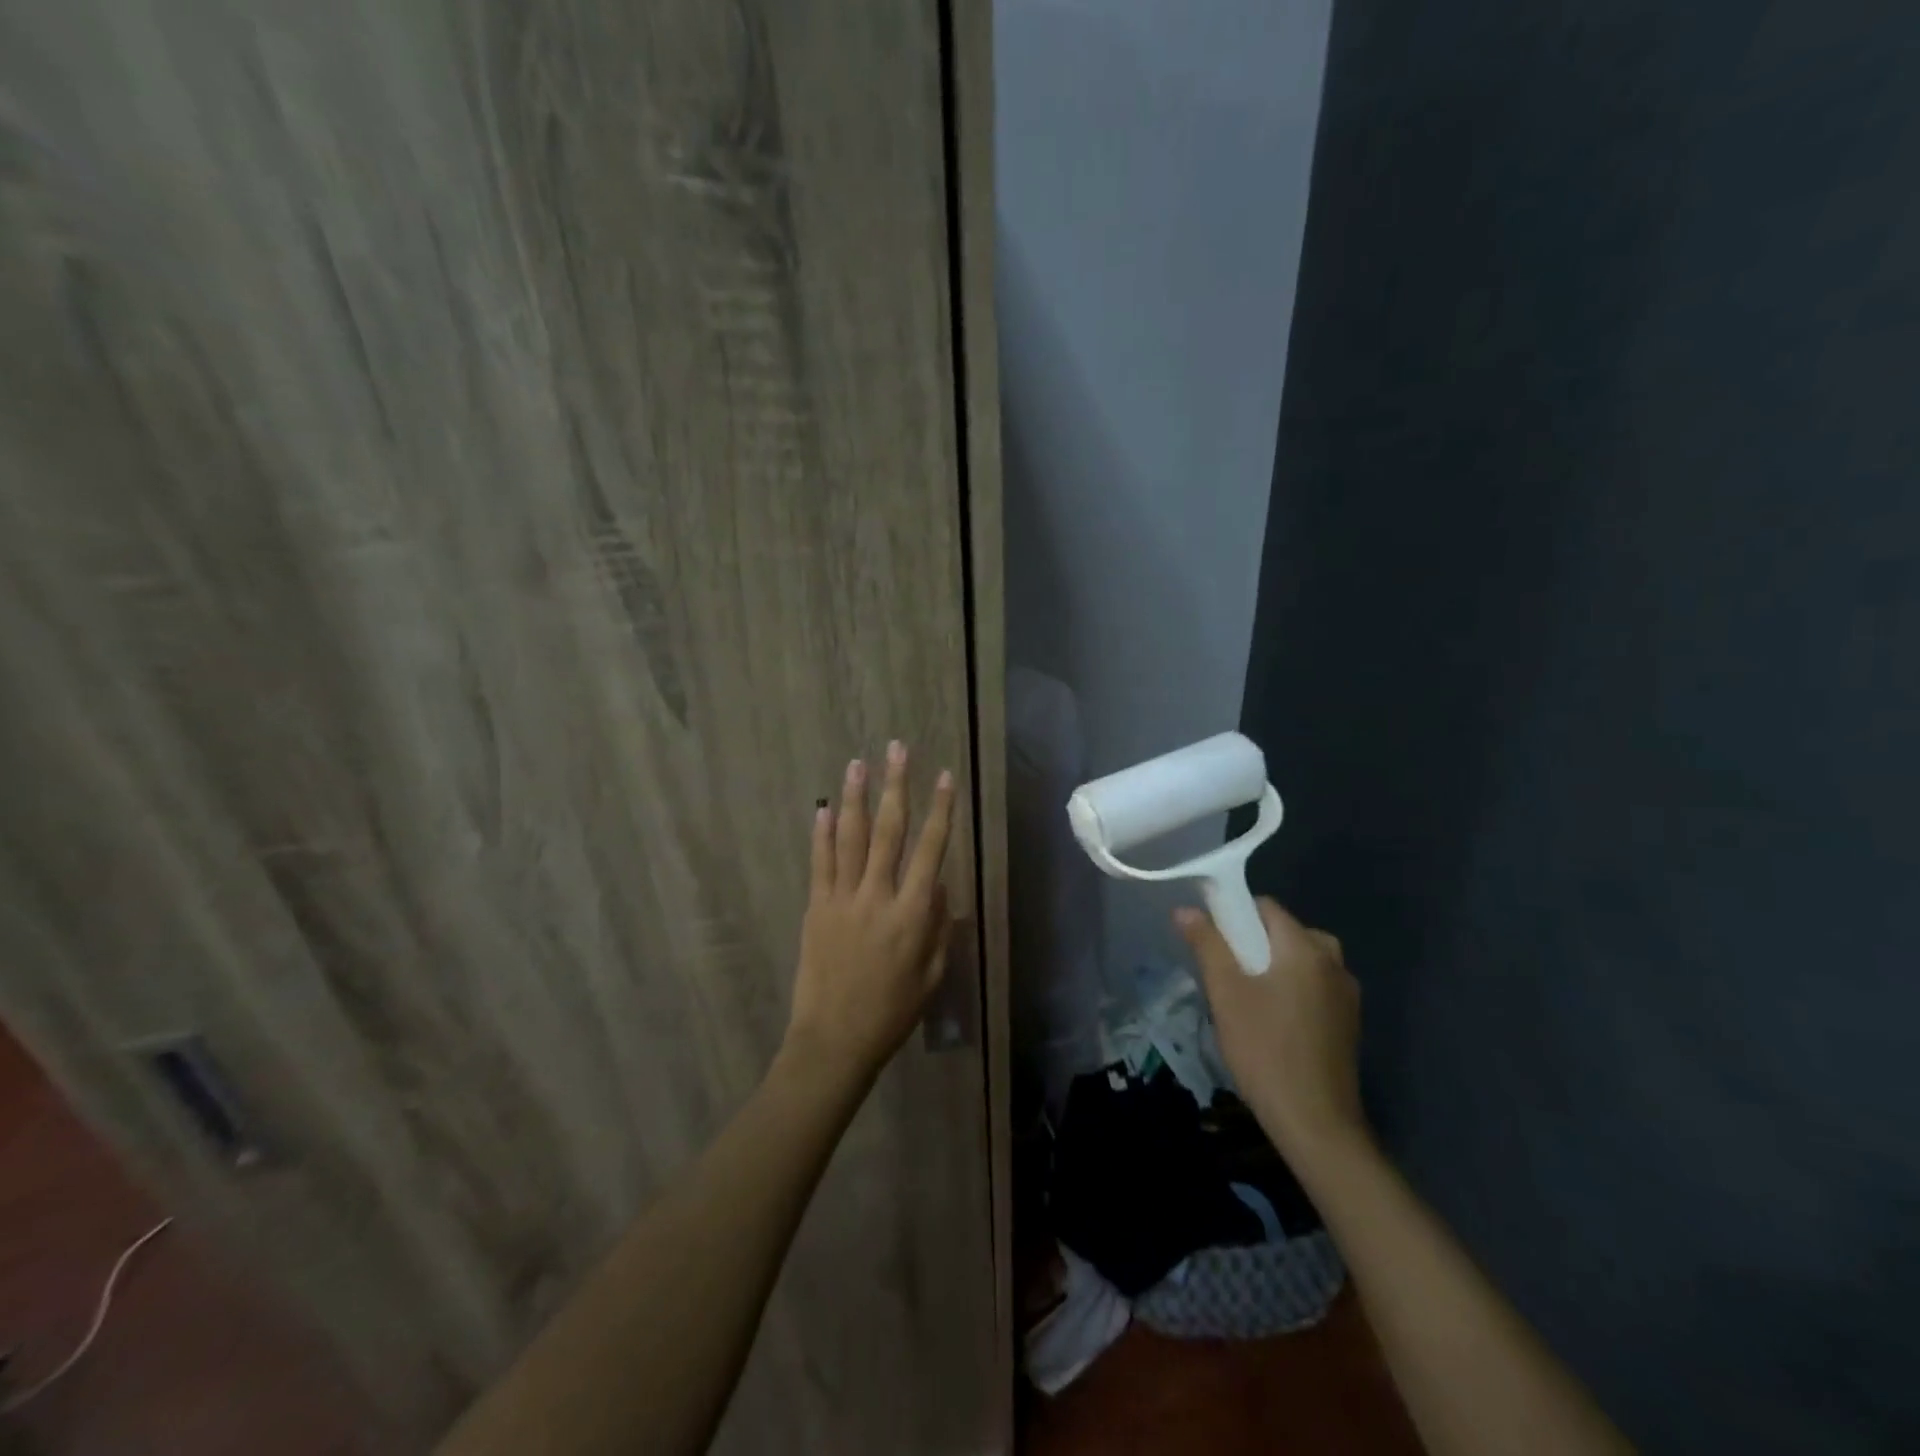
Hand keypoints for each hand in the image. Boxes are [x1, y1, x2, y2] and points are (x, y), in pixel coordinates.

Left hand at [785, 741, 956, 1082]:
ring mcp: (842, 899)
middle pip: (889, 830)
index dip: (940, 810)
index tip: (944, 777)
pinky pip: (820, 863)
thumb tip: (940, 887)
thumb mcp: (932, 976)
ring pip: (851, 838)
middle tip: (897, 749)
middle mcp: (878, 896)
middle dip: (896, 786)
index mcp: (913, 913)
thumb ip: (940, 928)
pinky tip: (823, 808)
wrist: (834, 1040)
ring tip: (857, 763)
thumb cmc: (892, 1012)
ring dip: (855, 797)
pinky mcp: (816, 908)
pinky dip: (821, 834)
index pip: (931, 849)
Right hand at [1175, 897, 1369, 1166]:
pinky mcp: (1348, 1023)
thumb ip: (1207, 945)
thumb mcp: (1226, 993)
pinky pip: (1315, 986)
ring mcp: (1347, 995)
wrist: (1316, 1123)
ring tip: (1245, 998)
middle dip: (1255, 942)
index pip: (1267, 907)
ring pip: (1302, 960)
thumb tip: (1185, 909)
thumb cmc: (1265, 1049)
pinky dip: (1292, 989)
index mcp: (1306, 949)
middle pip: (1287, 932)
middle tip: (1228, 972)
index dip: (1235, 914)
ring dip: (1274, 966)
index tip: (1212, 938)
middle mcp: (1334, 963)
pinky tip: (1272, 1021)